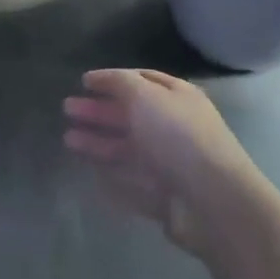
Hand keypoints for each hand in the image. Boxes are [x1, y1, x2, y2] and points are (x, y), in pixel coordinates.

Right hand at [63, 69, 259, 252]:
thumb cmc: (178, 137)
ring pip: (126, 147)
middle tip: (67, 108)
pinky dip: (111, 173)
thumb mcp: (145, 96)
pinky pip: (131, 179)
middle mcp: (173, 127)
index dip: (111, 79)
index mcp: (176, 98)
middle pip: (130, 114)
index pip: (141, 80)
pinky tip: (89, 169)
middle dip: (98, 111)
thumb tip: (101, 78)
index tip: (83, 81)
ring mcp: (168, 162)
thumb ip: (119, 83)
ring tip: (68, 139)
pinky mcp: (162, 194)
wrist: (212, 200)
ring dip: (97, 141)